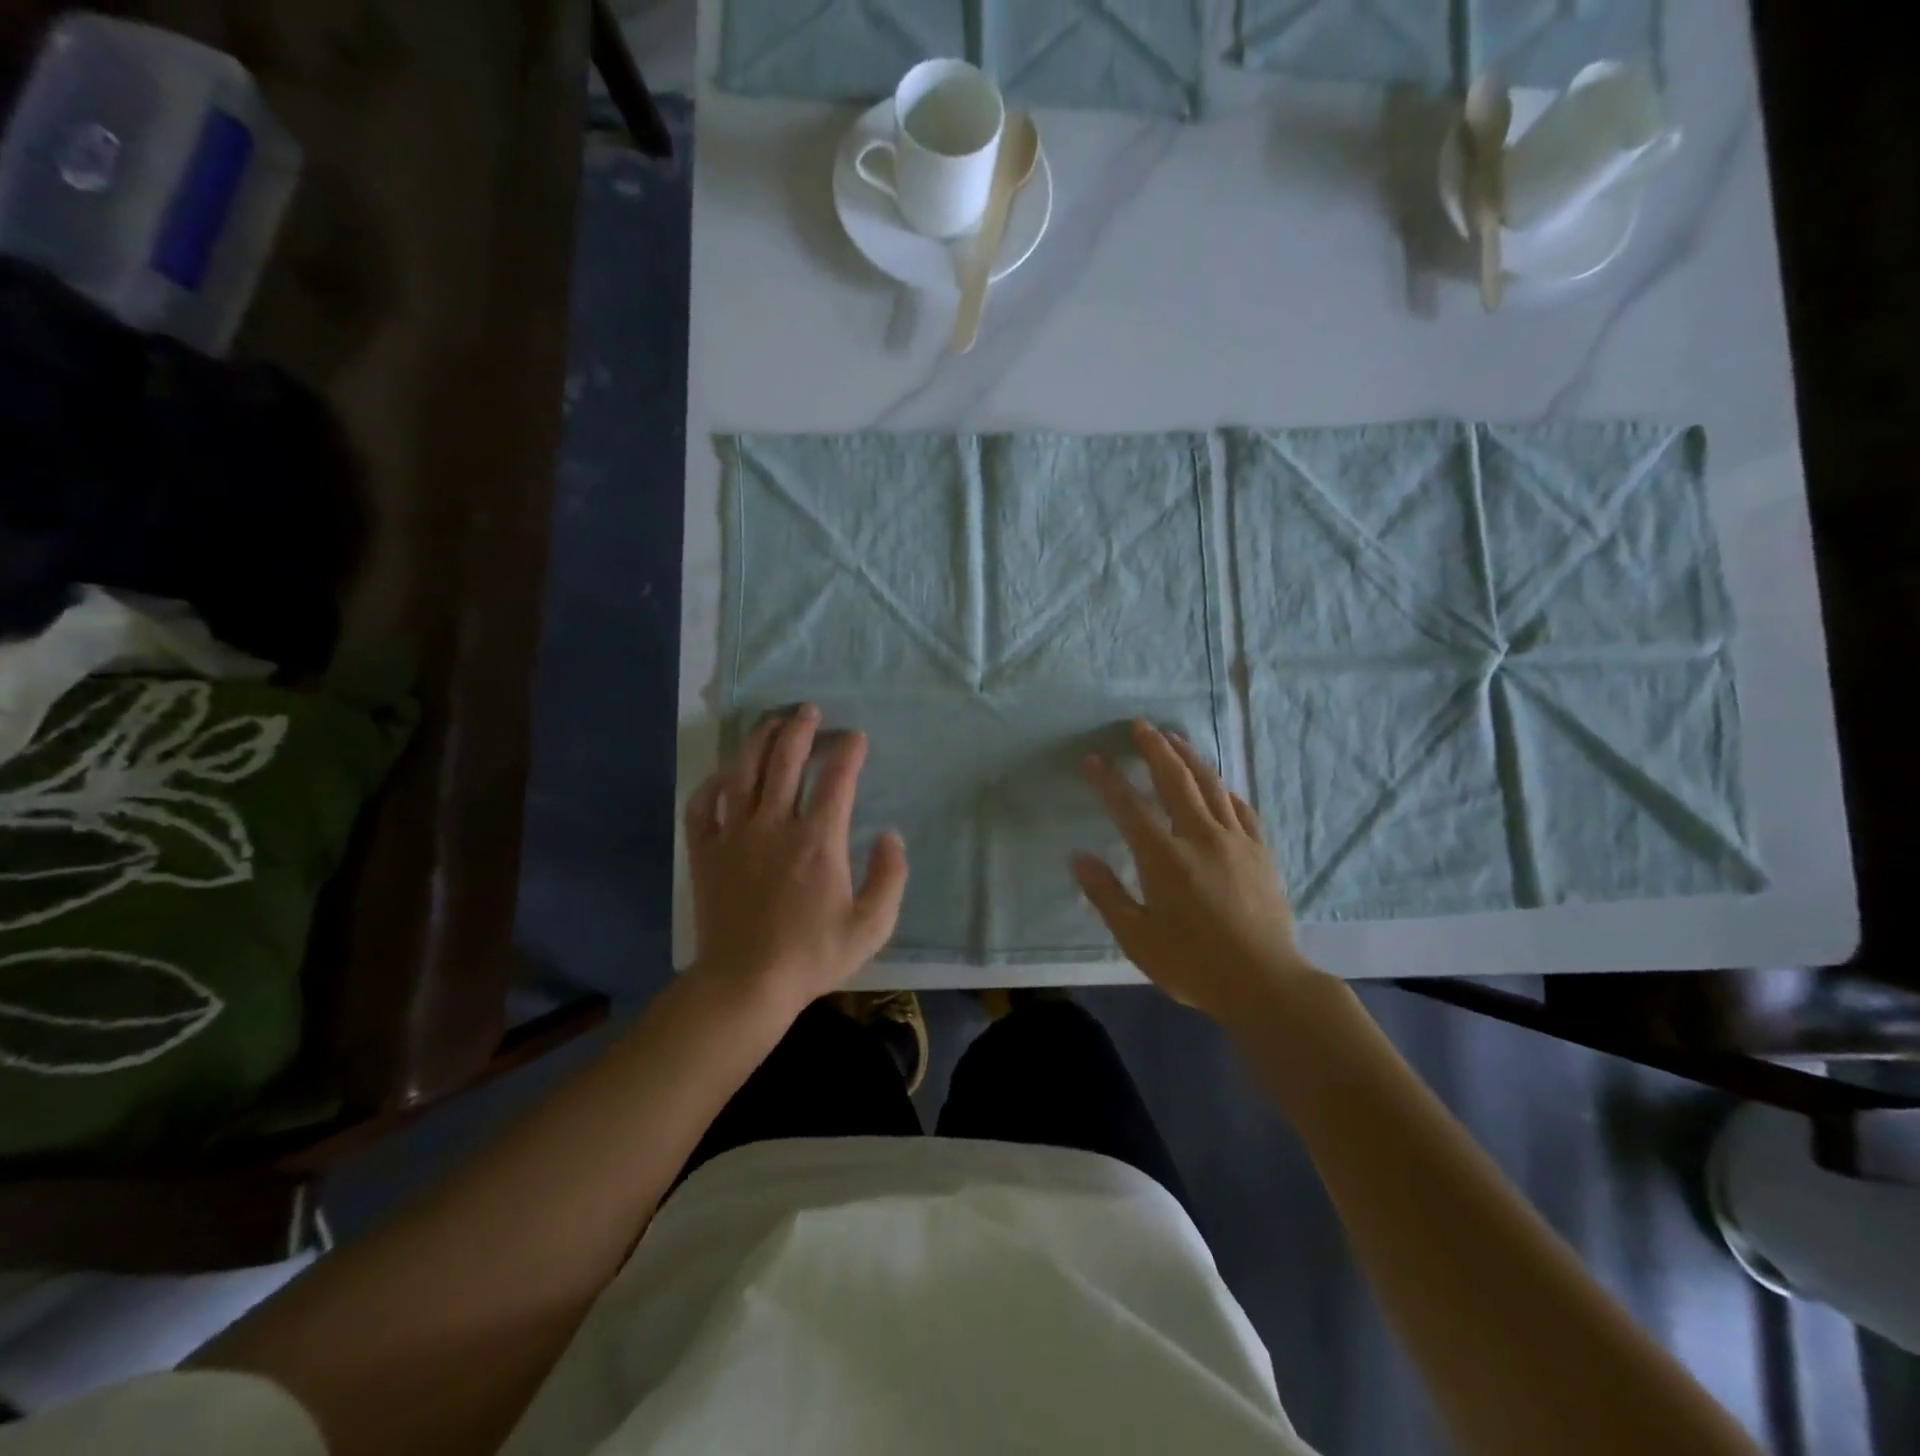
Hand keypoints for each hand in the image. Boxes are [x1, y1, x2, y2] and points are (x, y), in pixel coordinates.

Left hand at [686, 705, 906, 1011]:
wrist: (745, 985)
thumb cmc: (812, 956)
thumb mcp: (872, 925)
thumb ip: (890, 876)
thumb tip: (891, 835)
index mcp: (818, 840)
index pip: (837, 779)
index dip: (848, 751)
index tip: (856, 738)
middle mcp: (774, 825)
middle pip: (786, 760)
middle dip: (801, 728)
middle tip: (809, 710)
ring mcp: (734, 835)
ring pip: (744, 771)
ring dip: (759, 740)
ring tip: (772, 721)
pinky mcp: (705, 852)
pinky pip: (702, 805)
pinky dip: (713, 784)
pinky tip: (725, 775)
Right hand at [1074, 720, 1319, 1020]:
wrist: (1266, 984)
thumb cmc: (1194, 964)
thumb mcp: (1137, 938)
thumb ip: (1106, 894)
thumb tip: (1079, 857)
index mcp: (1164, 858)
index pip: (1129, 806)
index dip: (1108, 780)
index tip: (1092, 758)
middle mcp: (1200, 837)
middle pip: (1174, 780)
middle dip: (1154, 749)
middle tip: (1139, 725)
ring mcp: (1235, 841)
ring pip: (1210, 785)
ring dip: (1189, 757)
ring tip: (1174, 738)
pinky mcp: (1261, 851)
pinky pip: (1240, 808)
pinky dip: (1223, 789)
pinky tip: (1218, 785)